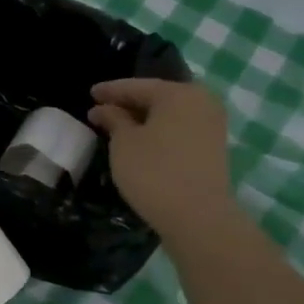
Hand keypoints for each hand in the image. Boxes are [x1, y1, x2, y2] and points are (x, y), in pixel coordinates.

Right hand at [89, 78, 239, 245]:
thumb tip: (103, 109)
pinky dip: (159, 131)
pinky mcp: (213, 147)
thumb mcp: (124, 143)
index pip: (137, 86)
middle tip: (102, 109)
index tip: (90, 94)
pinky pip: (179, 129)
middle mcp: (201, 101)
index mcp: (178, 93)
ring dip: (144, 119)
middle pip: (157, 97)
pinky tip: (142, 140)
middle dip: (129, 103)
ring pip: (170, 114)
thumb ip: (113, 119)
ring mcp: (212, 125)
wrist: (198, 217)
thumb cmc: (154, 172)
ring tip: (118, 126)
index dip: (110, 90)